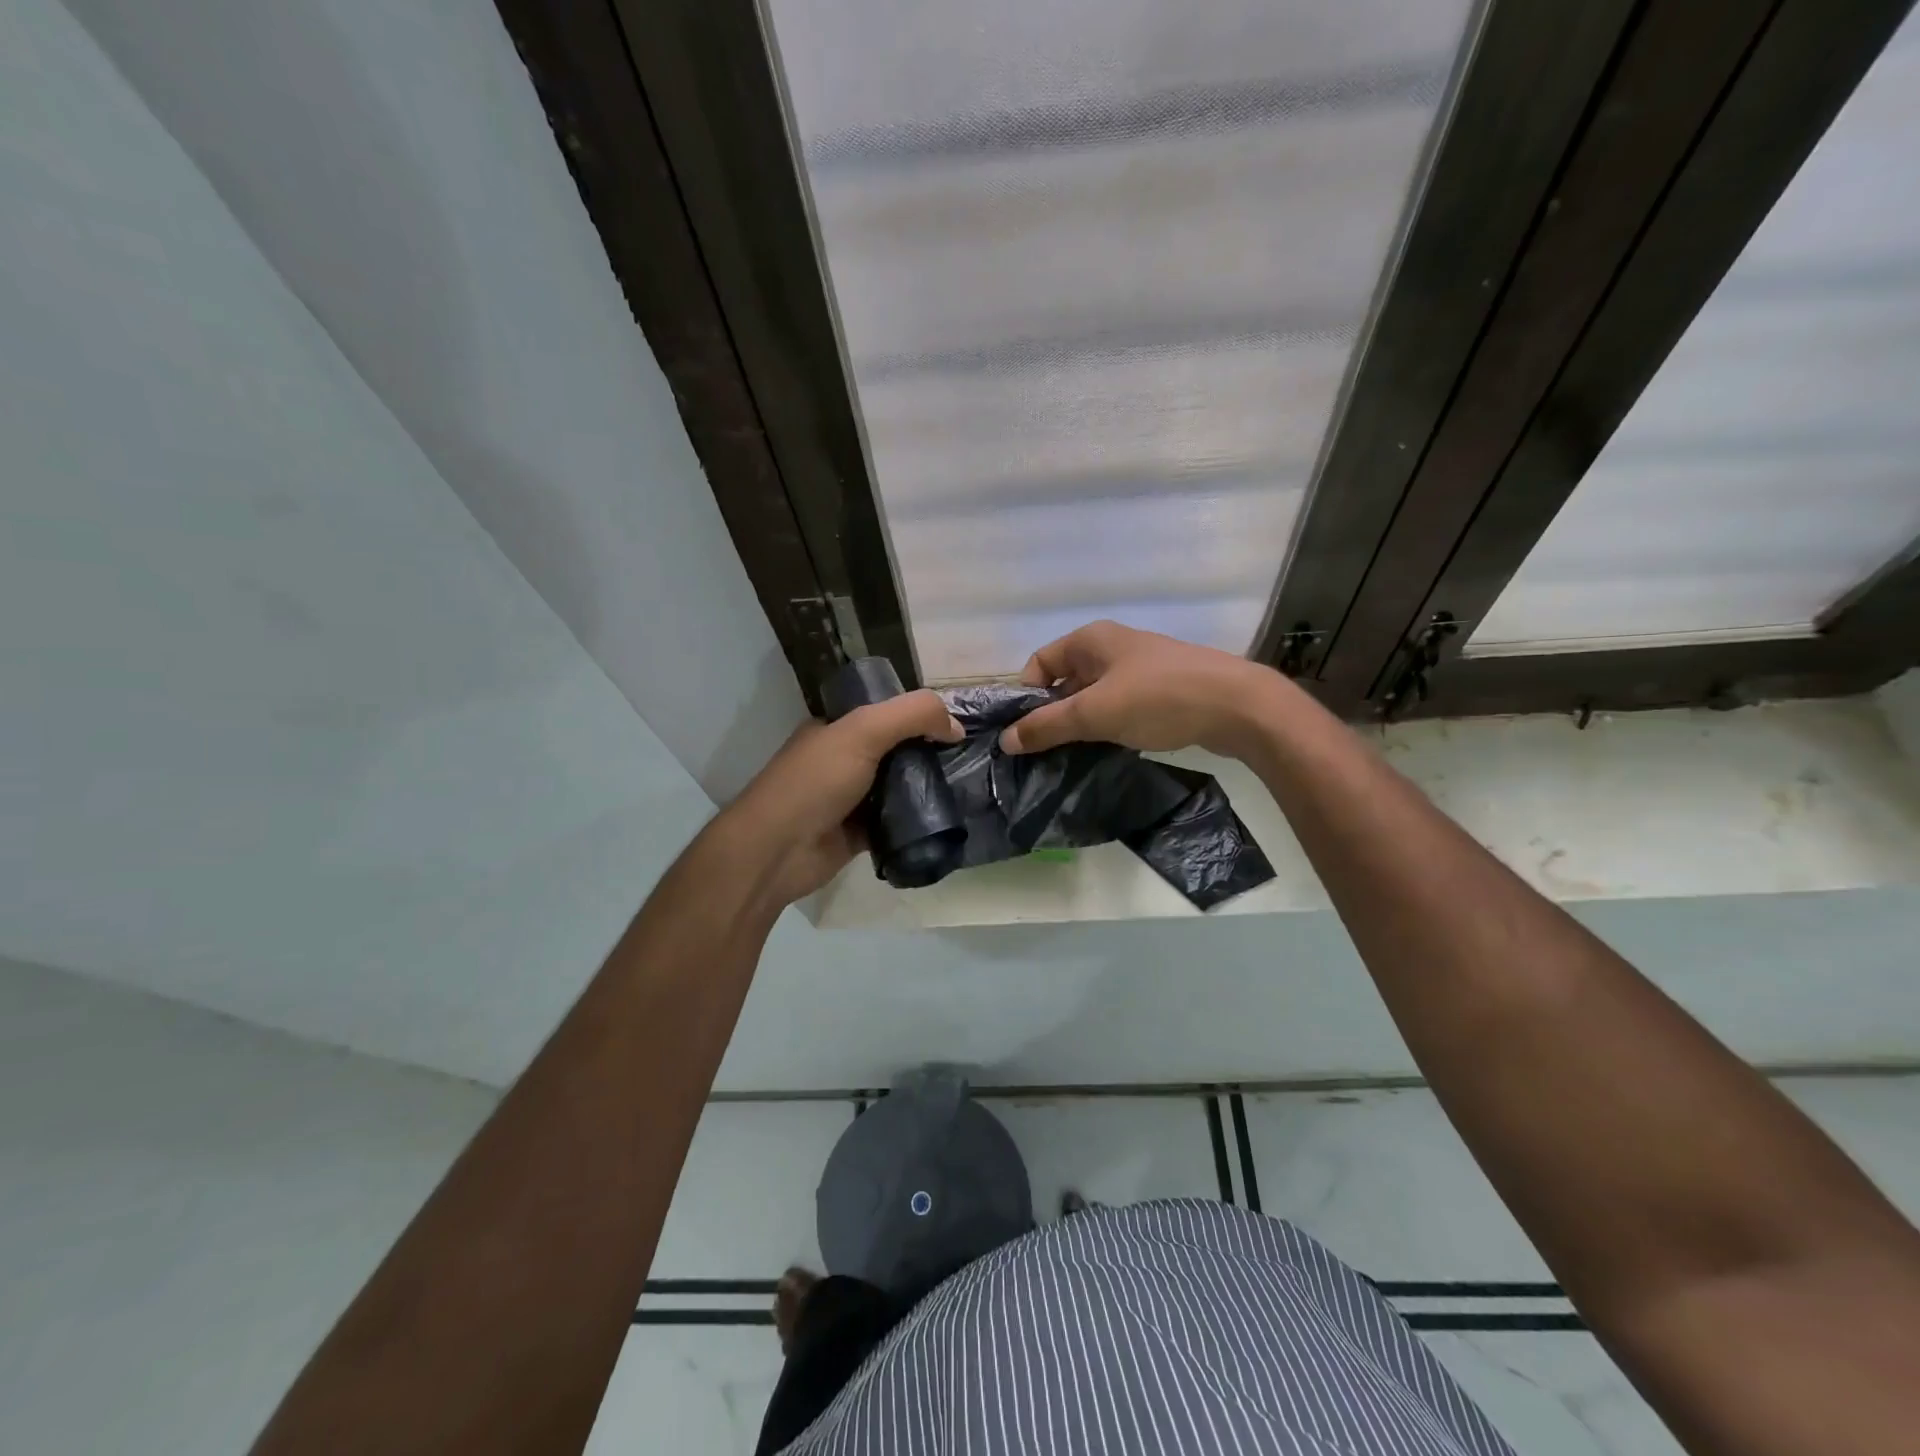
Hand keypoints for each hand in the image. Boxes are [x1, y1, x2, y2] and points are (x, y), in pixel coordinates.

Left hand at [725, 689, 962, 903]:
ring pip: (899, 785)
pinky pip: (896, 820)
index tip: (956, 723)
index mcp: (836, 727)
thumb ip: (912, 716)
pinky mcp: (859, 832)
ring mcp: (850, 797)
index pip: (885, 710)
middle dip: (929, 750)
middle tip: (969, 756)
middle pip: (897, 748)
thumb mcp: (863, 731)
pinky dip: (917, 820)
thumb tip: (956, 726)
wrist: (777, 851)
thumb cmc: (815, 782)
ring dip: (926, 786)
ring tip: (967, 785)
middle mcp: (842, 758)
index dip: (919, 713)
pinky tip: (947, 817)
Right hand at [998, 620, 1280, 758]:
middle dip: (1052, 714)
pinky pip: (1118, 707)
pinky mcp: (1159, 690)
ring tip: (1072, 757)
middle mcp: (1111, 647)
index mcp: (1090, 640)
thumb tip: (1005, 740)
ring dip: (1080, 724)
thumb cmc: (1157, 698)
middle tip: (1044, 752)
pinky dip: (1107, 726)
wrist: (1237, 706)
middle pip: (1065, 681)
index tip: (1024, 732)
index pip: (1039, 663)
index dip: (1027, 695)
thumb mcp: (1094, 713)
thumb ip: (1047, 726)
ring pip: (1092, 697)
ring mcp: (1138, 668)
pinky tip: (1107, 751)